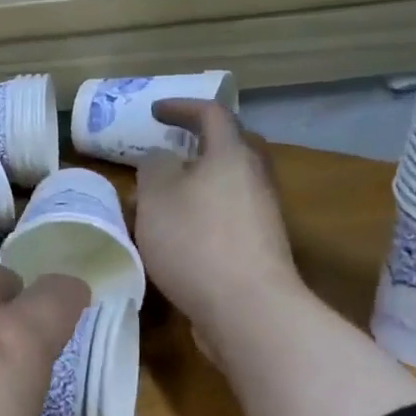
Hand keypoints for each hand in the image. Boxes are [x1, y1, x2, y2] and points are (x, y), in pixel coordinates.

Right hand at [133, 99, 306, 346]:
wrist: (246, 308)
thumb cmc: (195, 241)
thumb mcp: (157, 195)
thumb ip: (154, 167)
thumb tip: (162, 159)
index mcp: (231, 154)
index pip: (211, 114)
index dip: (181, 107)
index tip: (155, 112)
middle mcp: (253, 178)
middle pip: (230, 148)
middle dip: (198, 145)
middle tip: (168, 150)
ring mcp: (261, 215)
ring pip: (227, 185)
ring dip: (196, 185)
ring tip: (162, 200)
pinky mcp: (258, 248)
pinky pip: (227, 217)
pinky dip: (201, 215)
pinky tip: (177, 238)